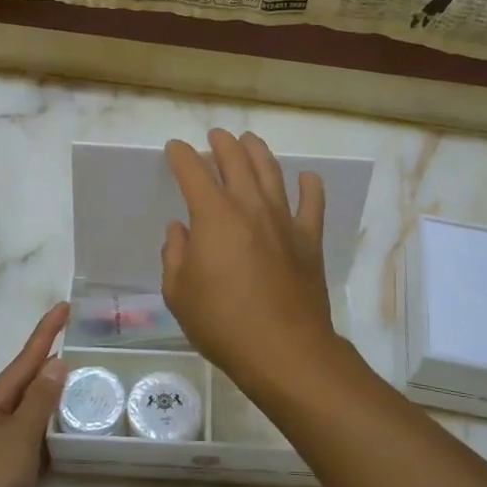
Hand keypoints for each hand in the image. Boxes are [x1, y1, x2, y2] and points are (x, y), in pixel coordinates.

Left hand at [0, 302, 68, 486]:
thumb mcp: (20, 435)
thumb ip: (40, 399)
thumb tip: (56, 362)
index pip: (26, 357)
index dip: (47, 331)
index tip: (66, 305)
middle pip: (27, 383)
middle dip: (52, 365)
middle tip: (85, 350)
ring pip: (30, 414)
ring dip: (53, 401)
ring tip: (84, 390)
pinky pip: (30, 442)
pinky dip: (49, 435)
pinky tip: (66, 439)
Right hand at [162, 130, 337, 387]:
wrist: (284, 350)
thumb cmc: (223, 323)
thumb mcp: (179, 293)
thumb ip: (174, 255)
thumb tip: (180, 230)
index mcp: (213, 216)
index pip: (193, 171)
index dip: (181, 156)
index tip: (175, 149)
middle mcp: (250, 207)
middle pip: (236, 160)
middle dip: (222, 143)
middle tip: (215, 136)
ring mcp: (284, 220)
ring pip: (272, 172)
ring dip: (258, 152)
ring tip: (250, 141)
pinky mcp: (308, 240)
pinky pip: (312, 203)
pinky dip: (309, 186)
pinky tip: (307, 178)